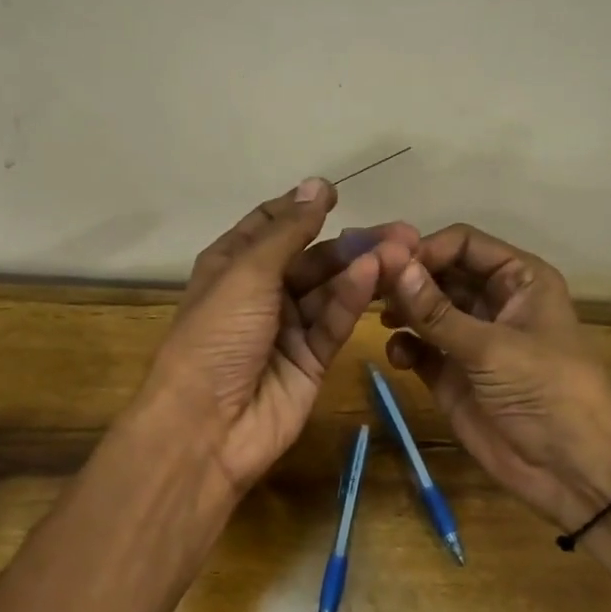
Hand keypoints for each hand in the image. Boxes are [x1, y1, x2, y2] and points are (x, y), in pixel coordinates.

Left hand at [146, 178, 417, 497]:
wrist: (207, 427)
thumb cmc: (216, 337)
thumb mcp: (246, 273)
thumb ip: (287, 232)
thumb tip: (316, 184)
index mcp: (232, 265)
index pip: (270, 226)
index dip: (301, 208)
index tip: (336, 192)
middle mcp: (261, 292)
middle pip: (312, 258)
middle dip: (351, 242)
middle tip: (401, 231)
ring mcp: (289, 328)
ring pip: (331, 289)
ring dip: (363, 268)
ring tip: (403, 250)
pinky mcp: (312, 359)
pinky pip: (335, 321)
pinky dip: (354, 299)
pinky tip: (376, 276)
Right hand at [382, 223, 610, 528]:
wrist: (570, 469)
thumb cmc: (546, 391)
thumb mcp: (492, 348)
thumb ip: (437, 311)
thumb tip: (392, 266)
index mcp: (518, 279)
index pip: (464, 244)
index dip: (427, 249)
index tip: (387, 263)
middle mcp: (493, 301)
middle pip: (440, 274)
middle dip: (407, 279)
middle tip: (366, 287)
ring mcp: (470, 339)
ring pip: (426, 310)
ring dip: (402, 310)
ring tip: (379, 318)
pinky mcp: (451, 375)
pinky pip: (420, 349)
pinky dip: (405, 348)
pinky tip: (399, 356)